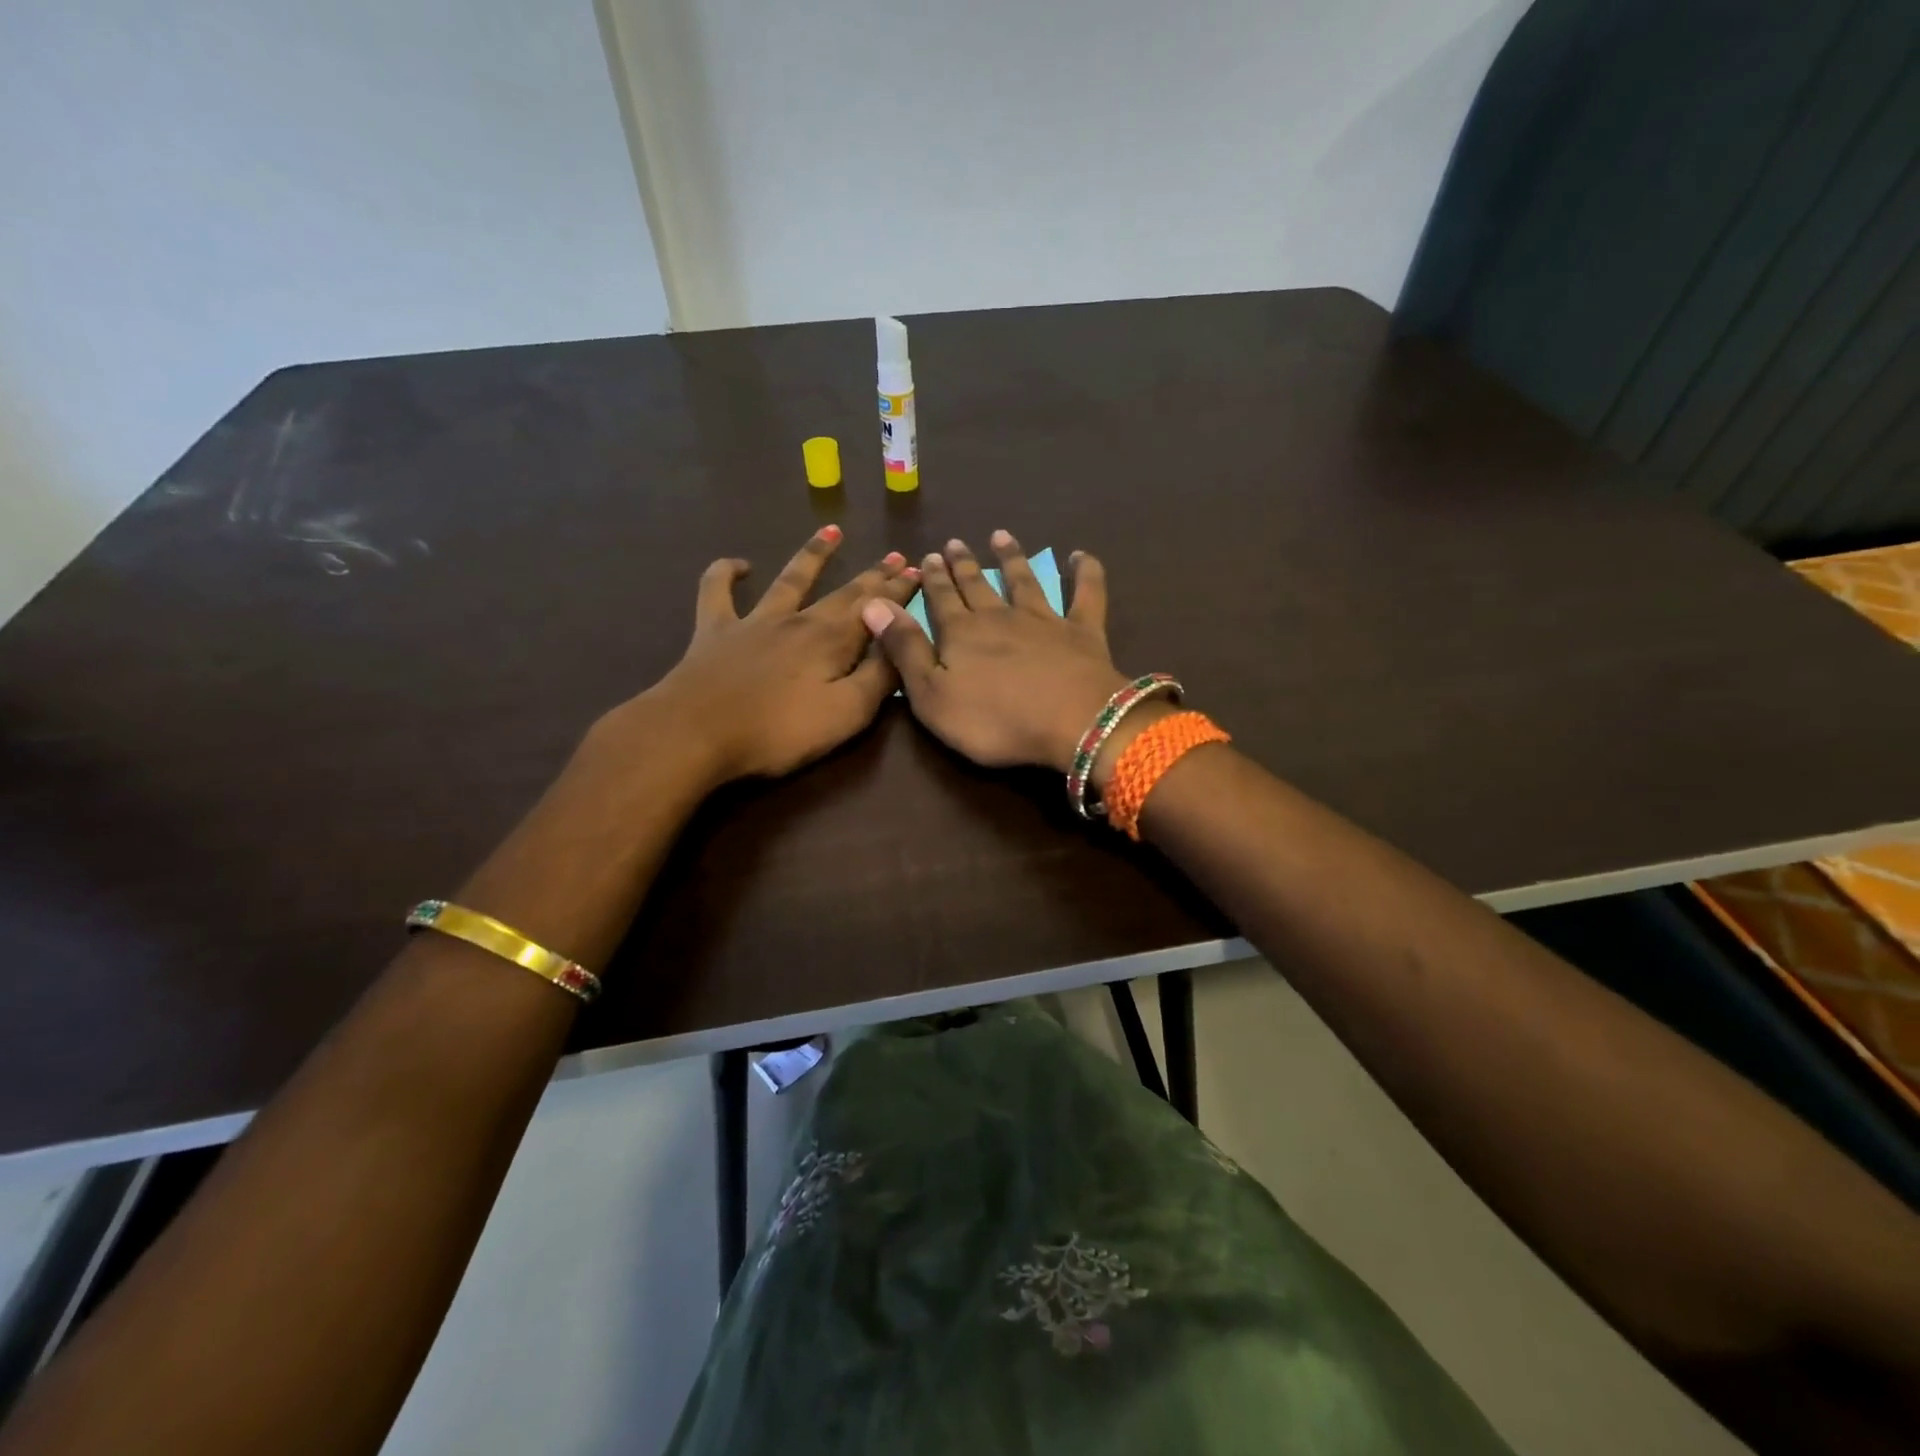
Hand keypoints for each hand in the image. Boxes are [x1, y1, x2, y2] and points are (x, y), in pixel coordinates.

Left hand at [594, 527, 919, 784]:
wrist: (696, 732)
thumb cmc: (778, 731)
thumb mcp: (846, 714)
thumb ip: (879, 679)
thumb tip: (902, 646)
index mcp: (832, 642)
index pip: (875, 610)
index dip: (899, 591)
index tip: (919, 570)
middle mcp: (798, 621)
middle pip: (843, 592)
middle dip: (874, 575)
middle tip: (896, 555)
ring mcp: (754, 621)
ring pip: (790, 579)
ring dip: (812, 555)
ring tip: (832, 532)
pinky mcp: (715, 631)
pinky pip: (718, 591)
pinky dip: (726, 573)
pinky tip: (738, 564)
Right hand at [859, 531, 1131, 772]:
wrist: (1072, 723)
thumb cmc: (994, 720)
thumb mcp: (932, 695)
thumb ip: (904, 649)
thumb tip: (873, 603)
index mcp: (961, 633)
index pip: (941, 600)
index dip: (933, 579)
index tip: (928, 556)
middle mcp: (1000, 617)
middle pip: (978, 586)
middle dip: (964, 565)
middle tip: (955, 543)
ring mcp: (1044, 620)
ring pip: (1024, 581)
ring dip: (1012, 558)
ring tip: (1001, 536)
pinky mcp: (1083, 631)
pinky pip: (1086, 594)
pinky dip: (1085, 573)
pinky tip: (1080, 555)